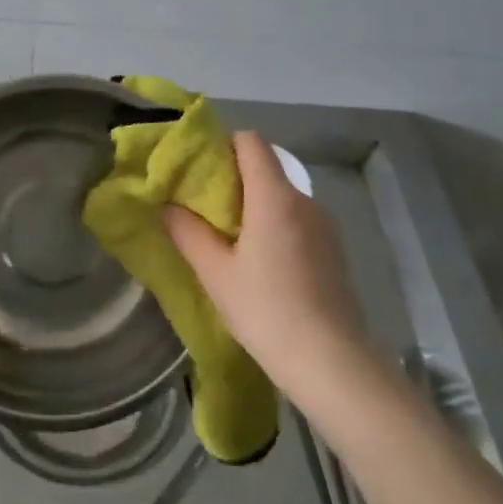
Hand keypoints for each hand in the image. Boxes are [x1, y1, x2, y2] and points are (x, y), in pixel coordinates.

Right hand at [165, 131, 375, 399]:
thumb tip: (168, 205)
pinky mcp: (334, 248)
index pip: (251, 142)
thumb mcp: (215, 273)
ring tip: (229, 238)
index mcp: (274, 197)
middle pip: (266, 168)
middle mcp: (304, 200)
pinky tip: (261, 261)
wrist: (330, 361)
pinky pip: (297, 219)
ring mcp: (324, 224)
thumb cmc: (265, 310)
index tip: (199, 169)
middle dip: (233, 179)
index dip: (223, 146)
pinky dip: (275, 225)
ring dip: (255, 205)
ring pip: (282, 196)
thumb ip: (187, 232)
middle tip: (203, 208)